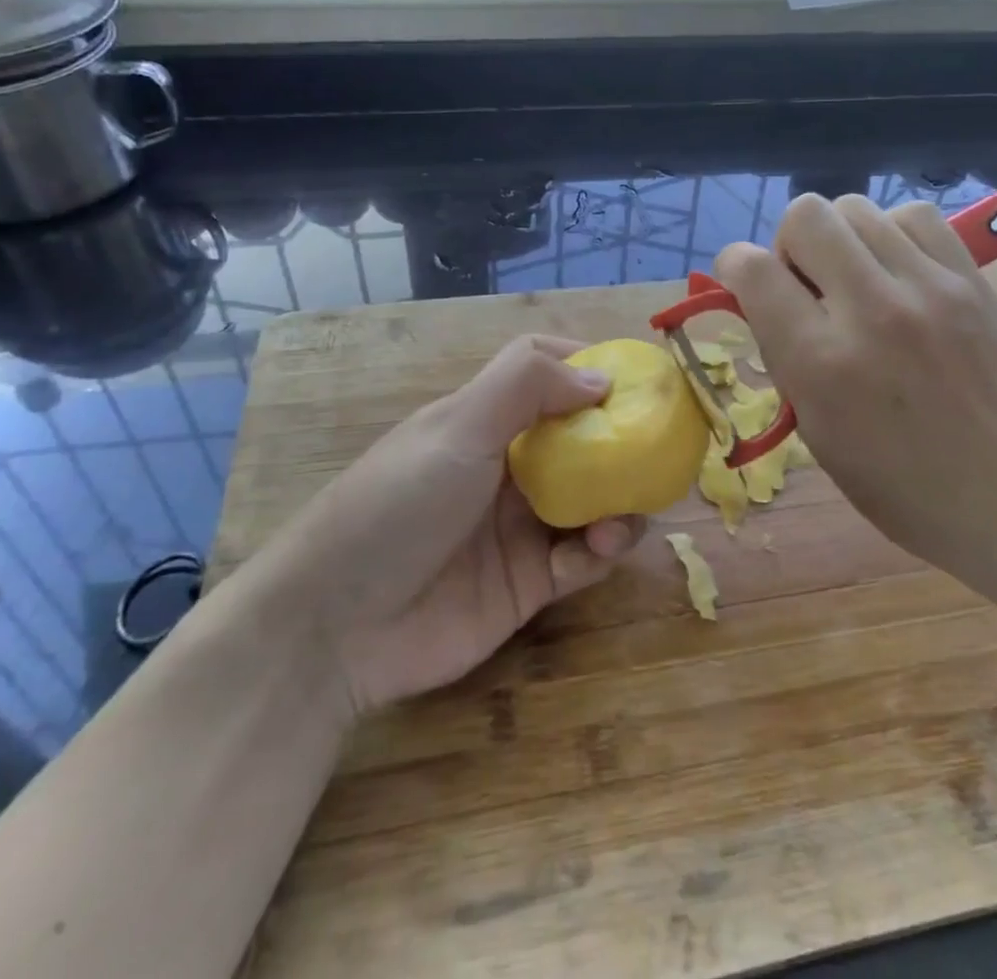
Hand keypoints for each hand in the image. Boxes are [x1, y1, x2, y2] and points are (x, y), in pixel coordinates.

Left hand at [252, 335, 644, 717]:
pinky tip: (599, 549)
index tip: (638, 380)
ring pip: (591, 500)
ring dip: (618, 501)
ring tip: (627, 511)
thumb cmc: (397, 504)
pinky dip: (600, 551)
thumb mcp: (458, 427)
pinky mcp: (529, 583)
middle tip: (662, 449)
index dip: (592, 371)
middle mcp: (507, 466)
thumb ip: (527, 386)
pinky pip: (581, 559)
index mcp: (486, 419)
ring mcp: (519, 526)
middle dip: (621, 442)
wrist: (335, 626)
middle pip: (581, 440)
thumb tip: (602, 376)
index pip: (548, 376)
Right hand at [714, 194, 996, 574]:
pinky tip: (899, 271)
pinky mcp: (972, 278)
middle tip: (809, 285)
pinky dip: (891, 233)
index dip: (734, 268)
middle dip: (789, 244)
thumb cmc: (906, 489)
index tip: (745, 285)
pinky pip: (912, 217)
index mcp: (821, 362)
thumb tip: (768, 302)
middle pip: (805, 215)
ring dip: (840, 238)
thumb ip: (787, 358)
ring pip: (856, 207)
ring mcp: (928, 287)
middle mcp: (870, 309)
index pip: (752, 269)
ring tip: (857, 279)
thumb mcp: (819, 435)